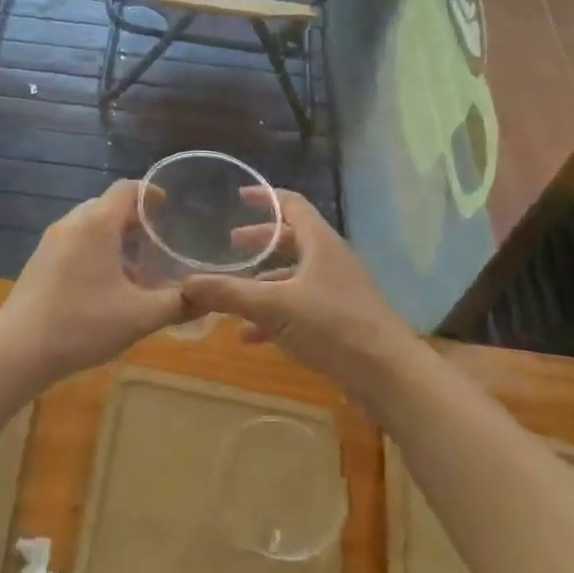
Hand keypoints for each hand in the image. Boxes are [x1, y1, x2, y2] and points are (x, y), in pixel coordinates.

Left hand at [0, 179, 190, 381]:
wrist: (18, 349)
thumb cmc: (83, 324)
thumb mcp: (139, 316)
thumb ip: (177, 303)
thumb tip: (209, 296)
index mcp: (97, 224)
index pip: (127, 189)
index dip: (151, 193)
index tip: (169, 207)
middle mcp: (72, 223)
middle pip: (108, 206)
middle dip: (134, 219)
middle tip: (158, 242)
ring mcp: (51, 241)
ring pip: (89, 225)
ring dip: (114, 237)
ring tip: (135, 268)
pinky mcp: (39, 261)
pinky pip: (74, 242)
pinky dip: (94, 250)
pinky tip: (104, 285)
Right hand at [182, 190, 420, 397]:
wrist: (389, 375)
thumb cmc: (333, 326)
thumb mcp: (273, 307)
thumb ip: (228, 294)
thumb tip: (184, 285)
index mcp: (320, 243)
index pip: (292, 204)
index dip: (265, 197)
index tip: (239, 196)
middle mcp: (331, 260)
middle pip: (293, 240)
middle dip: (261, 243)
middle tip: (232, 246)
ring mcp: (339, 292)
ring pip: (295, 277)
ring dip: (265, 282)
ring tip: (233, 294)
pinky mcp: (342, 322)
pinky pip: (302, 308)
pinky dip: (276, 315)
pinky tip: (250, 337)